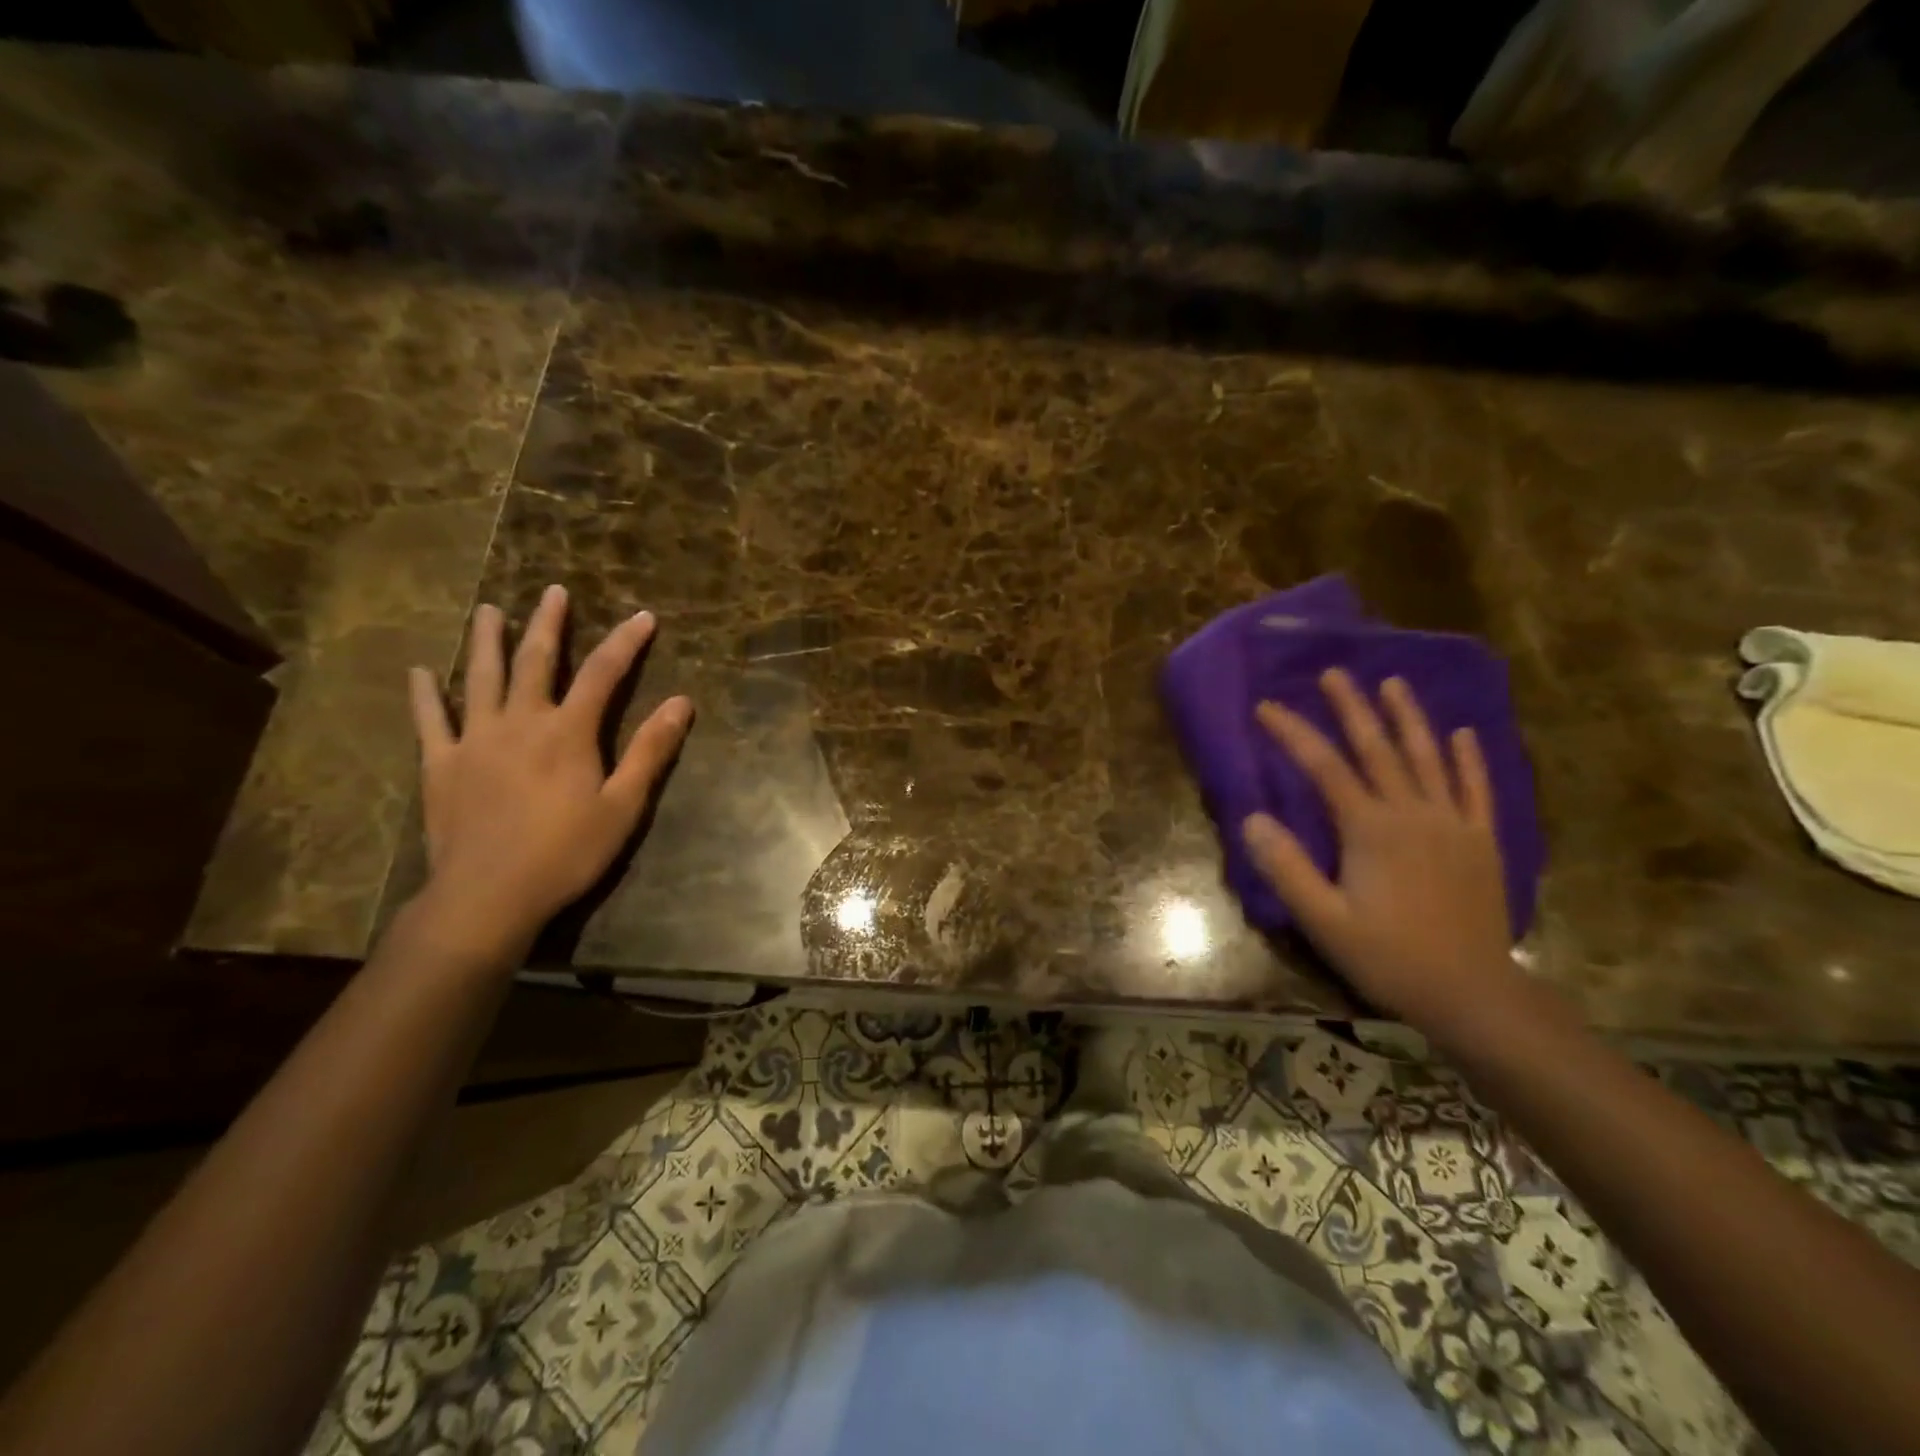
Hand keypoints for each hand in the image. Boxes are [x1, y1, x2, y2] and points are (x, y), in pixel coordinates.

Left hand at [407, 584, 692, 957]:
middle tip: (553, 592)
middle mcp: (520, 721)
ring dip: (486, 641)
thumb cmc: (566, 853)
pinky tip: (420, 672)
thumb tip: (681, 703)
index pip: (604, 673)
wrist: (488, 895)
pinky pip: (429, 721)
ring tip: (488, 611)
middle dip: (548, 624)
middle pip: (536, 660)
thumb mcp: (623, 806)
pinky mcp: (440, 764)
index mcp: (568, 732)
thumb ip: (649, 751)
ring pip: (480, 677)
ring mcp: (474, 739)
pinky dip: (425, 694)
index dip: (626, 642)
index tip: (643, 616)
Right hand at [1241, 669, 1522, 1049]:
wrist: (1472, 993)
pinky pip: (1476, 790)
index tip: (1267, 707)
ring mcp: (1453, 824)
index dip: (1293, 733)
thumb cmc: (1388, 957)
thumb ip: (1286, 868)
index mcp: (1370, 830)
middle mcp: (1412, 813)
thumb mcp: (1323, 920)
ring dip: (1409, 717)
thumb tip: (1252, 817)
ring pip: (1428, 758)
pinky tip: (1464, 733)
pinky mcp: (1482, 841)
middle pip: (1378, 749)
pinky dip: (1470, 759)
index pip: (1325, 767)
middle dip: (1352, 708)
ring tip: (1394, 682)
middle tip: (1334, 673)